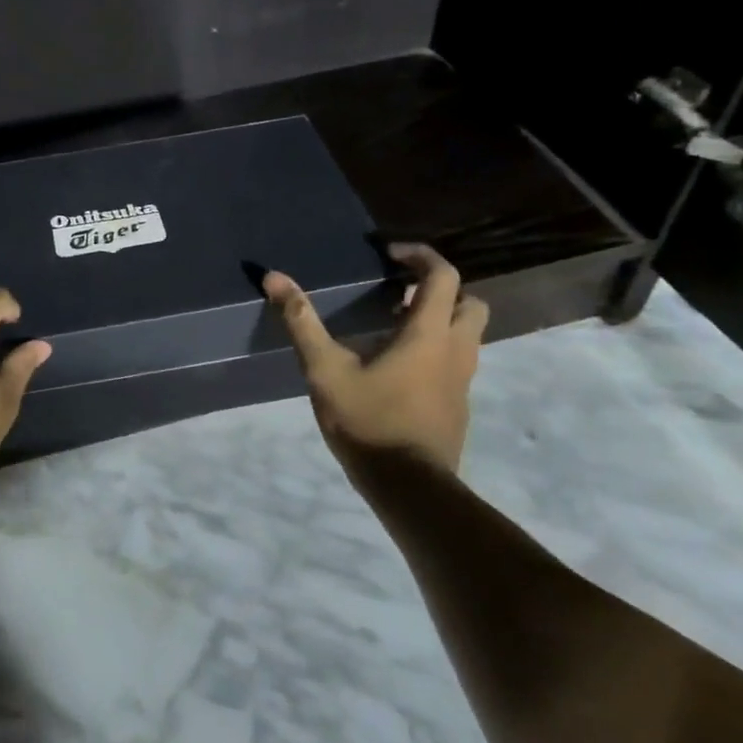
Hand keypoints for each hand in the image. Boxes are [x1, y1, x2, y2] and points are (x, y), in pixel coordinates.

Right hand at [263, 244, 487, 476]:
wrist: (410, 488)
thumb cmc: (368, 421)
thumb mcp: (325, 369)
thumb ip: (302, 322)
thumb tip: (274, 277)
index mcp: (429, 333)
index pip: (442, 275)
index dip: (420, 256)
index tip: (390, 255)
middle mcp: (456, 349)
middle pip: (468, 301)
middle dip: (438, 289)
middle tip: (399, 292)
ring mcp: (463, 380)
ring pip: (466, 334)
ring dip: (439, 319)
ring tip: (394, 326)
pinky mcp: (459, 404)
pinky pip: (457, 361)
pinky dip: (437, 349)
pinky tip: (398, 368)